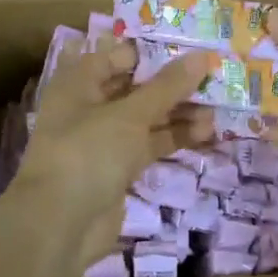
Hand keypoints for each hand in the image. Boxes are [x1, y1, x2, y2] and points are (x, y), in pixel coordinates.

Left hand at [11, 38, 214, 248]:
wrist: (60, 226)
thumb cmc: (88, 153)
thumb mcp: (130, 115)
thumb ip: (167, 86)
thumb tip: (203, 56)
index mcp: (80, 84)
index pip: (118, 56)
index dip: (154, 52)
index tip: (192, 50)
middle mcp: (90, 107)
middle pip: (137, 87)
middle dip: (174, 84)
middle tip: (214, 78)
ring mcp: (105, 140)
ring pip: (148, 118)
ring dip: (180, 113)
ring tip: (218, 109)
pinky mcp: (119, 168)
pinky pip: (151, 145)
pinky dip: (175, 138)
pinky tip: (207, 133)